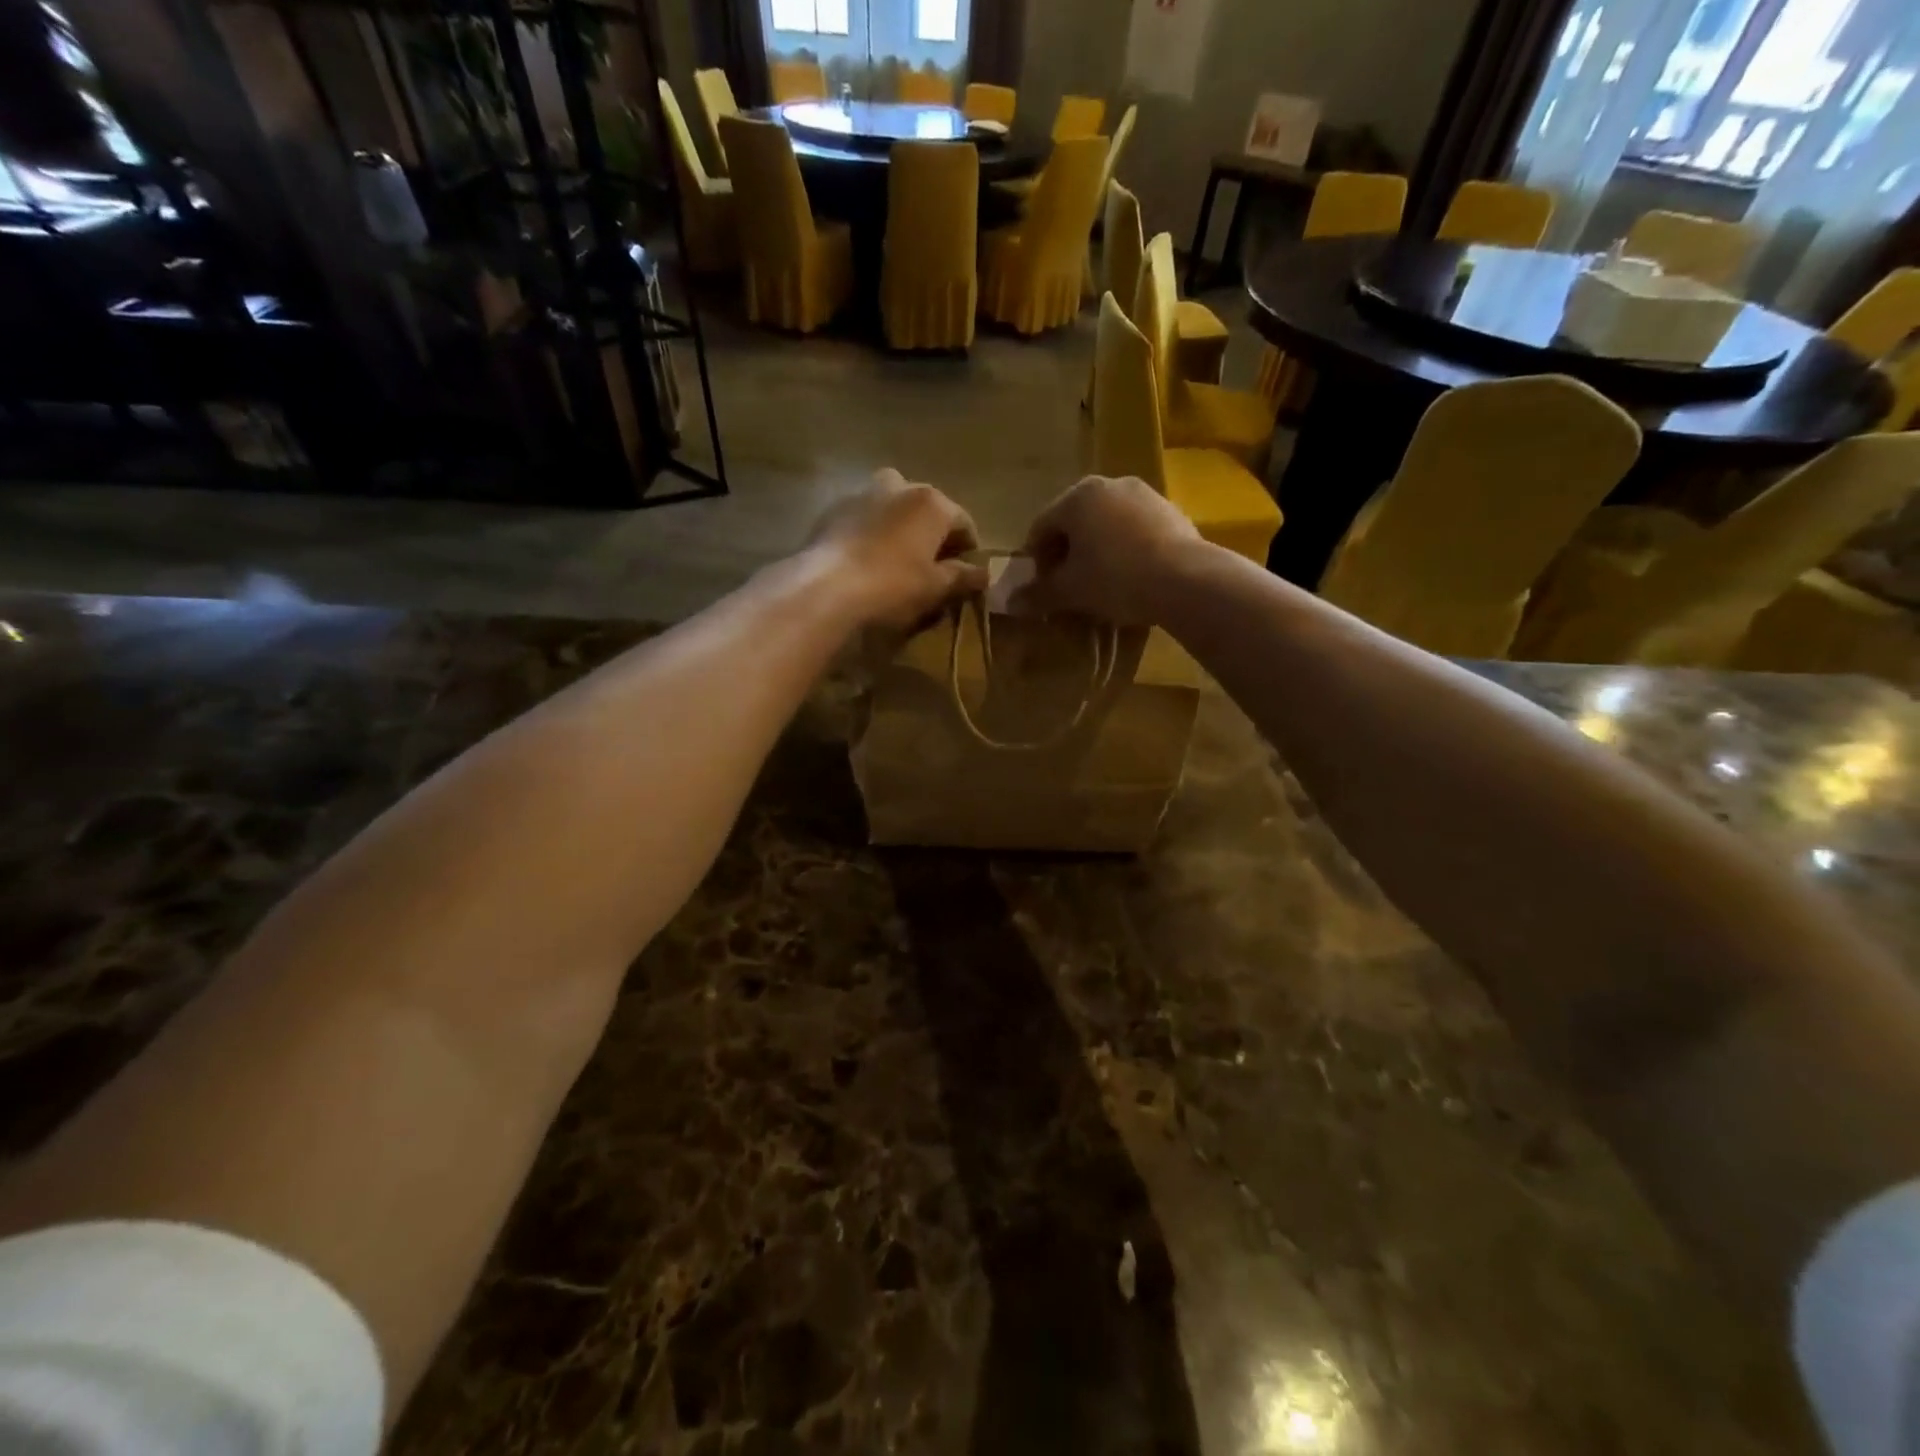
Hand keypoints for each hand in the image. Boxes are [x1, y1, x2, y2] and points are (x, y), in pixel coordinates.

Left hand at [810, 470, 988, 628]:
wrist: (826, 587)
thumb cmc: (893, 585)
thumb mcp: (935, 587)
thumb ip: (962, 576)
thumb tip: (984, 574)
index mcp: (932, 502)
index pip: (963, 522)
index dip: (968, 549)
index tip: (965, 574)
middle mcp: (900, 486)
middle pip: (926, 508)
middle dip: (932, 533)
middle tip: (931, 566)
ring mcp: (863, 493)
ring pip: (892, 507)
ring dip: (900, 527)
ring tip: (897, 559)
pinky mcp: (833, 509)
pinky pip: (864, 518)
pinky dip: (872, 532)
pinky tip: (867, 560)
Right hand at [1015, 476, 1200, 625]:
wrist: (1186, 580)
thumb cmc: (1115, 578)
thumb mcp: (1070, 591)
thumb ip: (1038, 594)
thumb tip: (1010, 603)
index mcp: (1077, 496)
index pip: (1041, 527)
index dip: (1036, 560)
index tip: (1042, 587)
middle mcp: (1109, 484)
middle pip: (1075, 522)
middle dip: (1067, 554)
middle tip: (1069, 586)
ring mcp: (1144, 494)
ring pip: (1106, 524)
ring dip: (1097, 551)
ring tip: (1101, 584)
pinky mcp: (1171, 510)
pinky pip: (1135, 530)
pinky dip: (1125, 549)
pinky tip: (1131, 577)